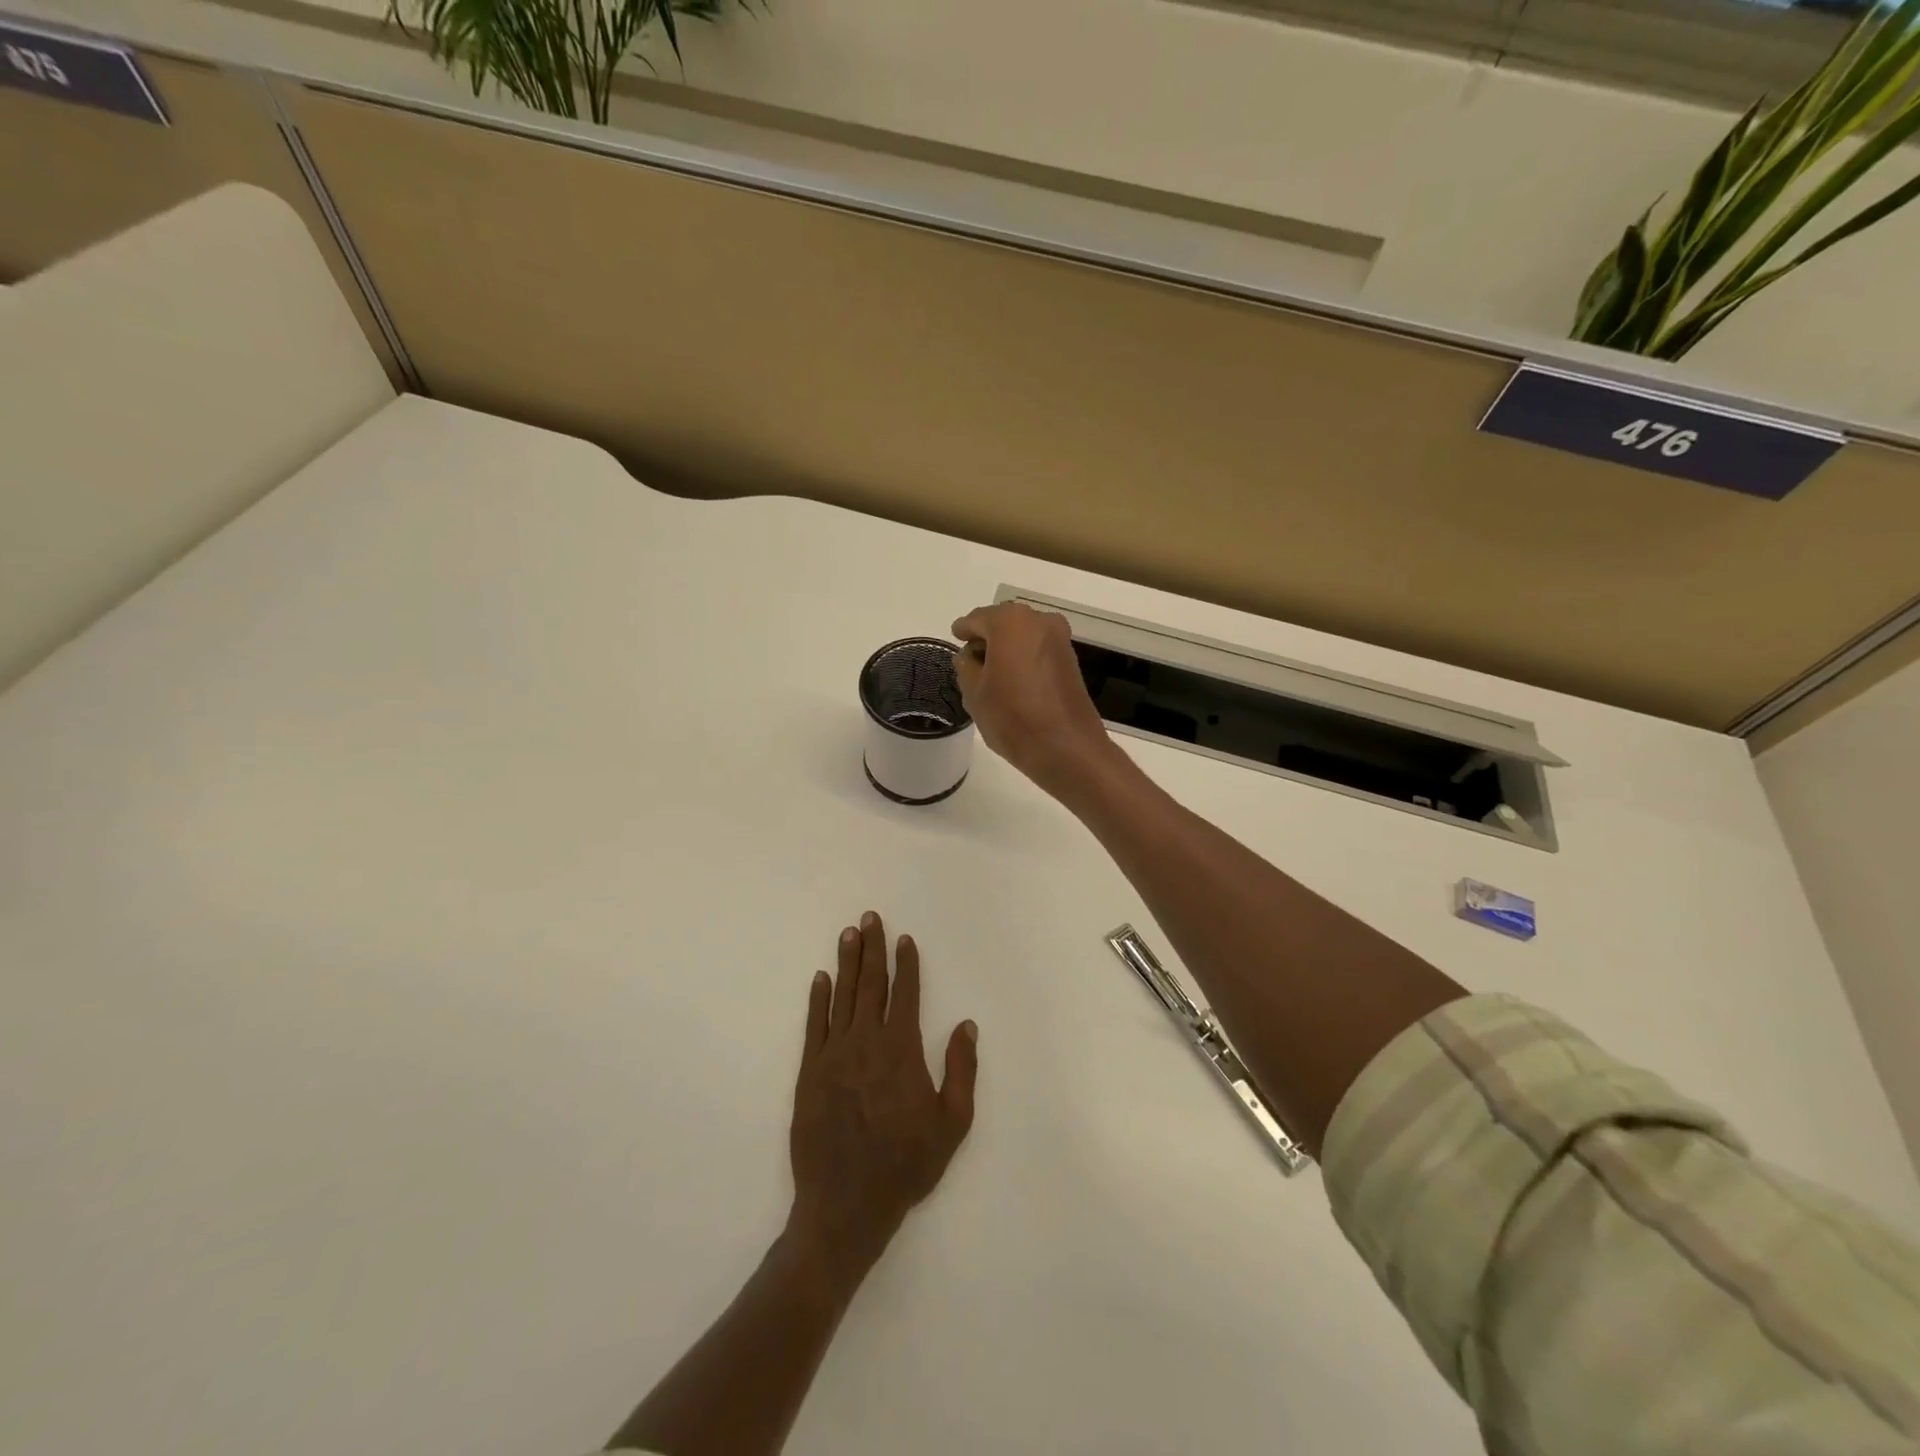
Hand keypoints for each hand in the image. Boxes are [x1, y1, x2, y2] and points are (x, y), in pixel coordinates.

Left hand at [788, 911, 977, 1291]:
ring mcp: (834, 1055)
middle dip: (872, 948)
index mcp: (901, 1050)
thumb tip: (967, 1025)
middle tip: (870, 918)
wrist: (845, 1205)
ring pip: (842, 997)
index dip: (906, 964)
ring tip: (848, 934)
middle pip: (871, 985)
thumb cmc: (905, 1165)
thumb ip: (961, 1070)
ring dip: (846, 963)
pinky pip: (814, 1026)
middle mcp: (866, 1042)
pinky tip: (820, 978)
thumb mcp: (952, 1124)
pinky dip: (818, 999)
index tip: (905, 939)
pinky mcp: (809, 1072)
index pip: (905, 994)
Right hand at [951, 602, 1119, 802]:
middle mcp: (1039, 620)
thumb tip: (970, 656)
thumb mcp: (975, 693)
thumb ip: (966, 666)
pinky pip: (1037, 649)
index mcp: (1010, 622)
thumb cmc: (1013, 718)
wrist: (1067, 748)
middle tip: (970, 660)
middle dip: (986, 638)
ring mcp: (1059, 639)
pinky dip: (1023, 658)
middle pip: (1002, 623)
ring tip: (990, 675)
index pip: (976, 619)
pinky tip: (1012, 680)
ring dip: (1006, 649)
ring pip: (1022, 635)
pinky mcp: (1070, 659)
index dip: (963, 630)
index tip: (955, 637)